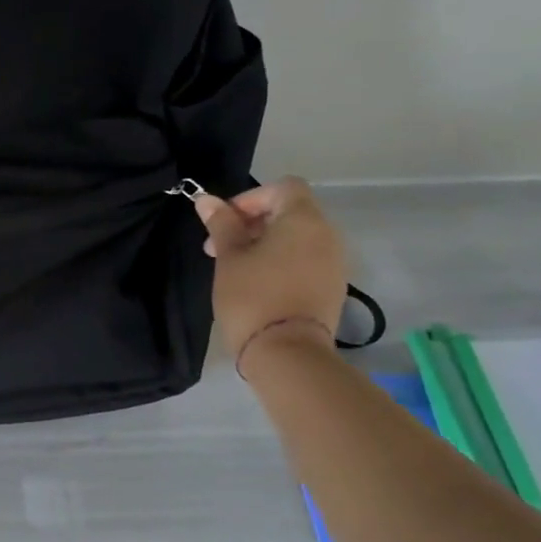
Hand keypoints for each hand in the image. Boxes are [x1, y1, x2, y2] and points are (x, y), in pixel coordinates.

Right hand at [193, 177, 347, 367]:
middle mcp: (328, 235)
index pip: (283, 187)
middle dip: (253, 222)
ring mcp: (335, 263)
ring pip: (298, 237)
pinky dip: (281, 260)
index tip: (225, 221)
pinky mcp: (332, 287)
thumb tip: (206, 199)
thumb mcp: (229, 257)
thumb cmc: (253, 296)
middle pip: (291, 211)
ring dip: (265, 242)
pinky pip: (306, 259)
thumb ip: (221, 224)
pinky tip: (257, 283)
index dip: (251, 197)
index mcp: (304, 220)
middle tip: (220, 247)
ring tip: (235, 267)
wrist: (288, 354)